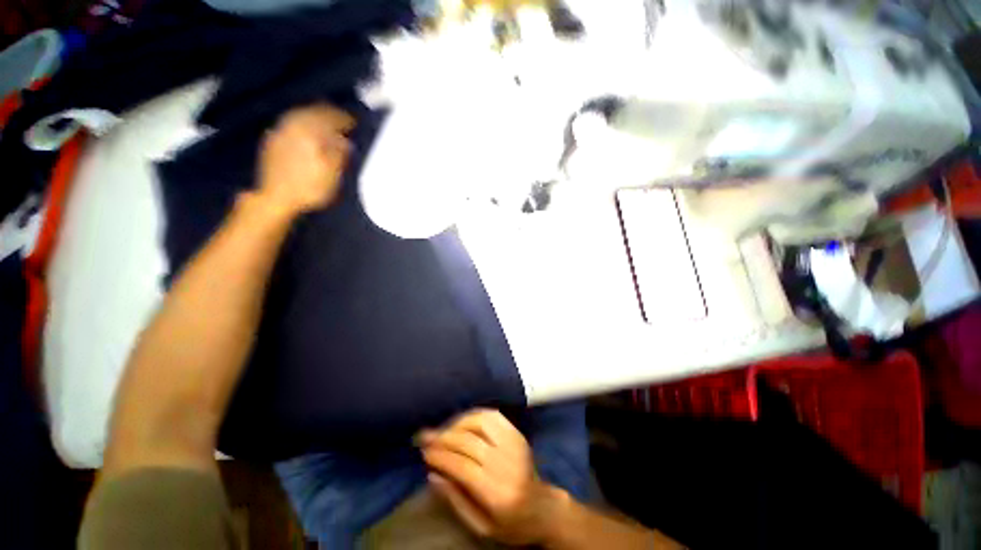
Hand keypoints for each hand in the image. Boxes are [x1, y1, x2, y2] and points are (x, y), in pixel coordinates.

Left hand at [257, 104, 353, 215]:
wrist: (276, 198)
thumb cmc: (310, 187)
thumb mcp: (333, 173)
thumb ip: (340, 153)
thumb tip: (346, 141)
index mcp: (309, 131)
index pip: (330, 117)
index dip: (344, 119)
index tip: (355, 123)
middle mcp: (293, 126)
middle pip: (313, 112)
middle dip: (329, 116)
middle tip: (342, 121)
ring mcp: (280, 132)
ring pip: (300, 117)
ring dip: (315, 118)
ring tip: (326, 126)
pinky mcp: (272, 142)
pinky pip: (291, 125)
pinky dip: (303, 126)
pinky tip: (307, 133)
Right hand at [419, 409, 565, 544]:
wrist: (543, 508)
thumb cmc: (510, 524)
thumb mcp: (481, 526)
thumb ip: (455, 500)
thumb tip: (432, 474)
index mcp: (497, 492)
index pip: (462, 466)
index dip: (440, 456)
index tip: (423, 451)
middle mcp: (507, 463)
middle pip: (468, 442)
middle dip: (443, 437)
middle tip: (425, 436)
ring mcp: (514, 444)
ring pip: (480, 423)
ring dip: (457, 423)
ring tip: (443, 430)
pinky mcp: (517, 434)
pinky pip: (492, 416)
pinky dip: (474, 415)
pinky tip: (462, 421)